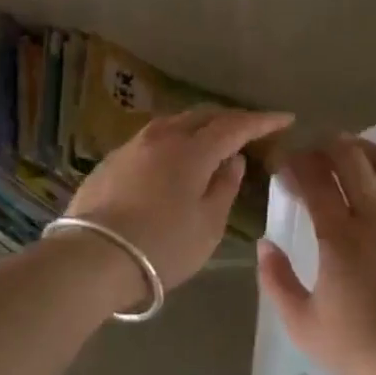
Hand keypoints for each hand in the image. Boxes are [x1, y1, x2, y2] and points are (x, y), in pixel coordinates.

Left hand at [64, 106, 293, 289]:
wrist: (91, 258)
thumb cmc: (161, 246)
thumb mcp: (208, 225)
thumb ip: (224, 187)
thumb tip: (233, 159)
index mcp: (192, 150)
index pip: (235, 125)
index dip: (261, 121)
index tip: (285, 118)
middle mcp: (162, 137)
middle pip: (202, 116)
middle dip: (230, 119)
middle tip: (250, 129)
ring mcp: (132, 145)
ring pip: (174, 123)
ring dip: (200, 126)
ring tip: (214, 140)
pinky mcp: (111, 160)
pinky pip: (153, 139)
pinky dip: (174, 140)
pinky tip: (175, 157)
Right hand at [257, 137, 375, 374]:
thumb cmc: (355, 349)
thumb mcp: (300, 322)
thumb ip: (275, 279)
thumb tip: (265, 244)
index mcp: (340, 238)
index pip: (315, 178)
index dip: (296, 163)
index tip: (285, 165)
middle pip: (353, 158)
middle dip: (328, 146)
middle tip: (314, 154)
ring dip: (366, 152)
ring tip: (352, 156)